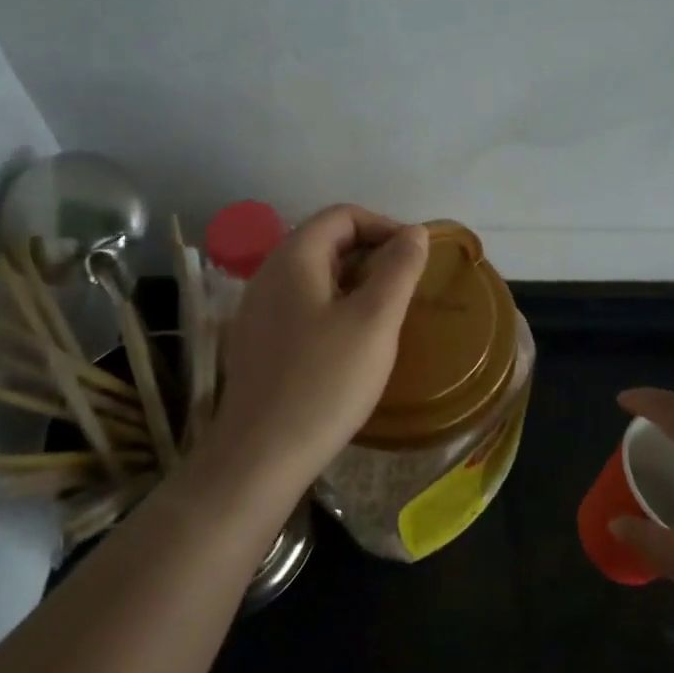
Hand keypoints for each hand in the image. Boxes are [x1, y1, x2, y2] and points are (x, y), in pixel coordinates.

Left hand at [201, 205, 427, 502]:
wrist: (260, 456)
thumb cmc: (325, 382)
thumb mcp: (375, 321)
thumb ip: (399, 269)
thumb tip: (414, 232)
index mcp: (293, 258)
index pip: (342, 215)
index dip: (384, 226)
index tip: (415, 257)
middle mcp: (268, 274)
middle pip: (325, 241)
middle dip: (371, 254)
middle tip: (406, 287)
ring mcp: (258, 309)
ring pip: (314, 276)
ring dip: (355, 282)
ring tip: (385, 314)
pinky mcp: (258, 342)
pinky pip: (301, 305)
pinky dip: (334, 307)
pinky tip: (352, 343)